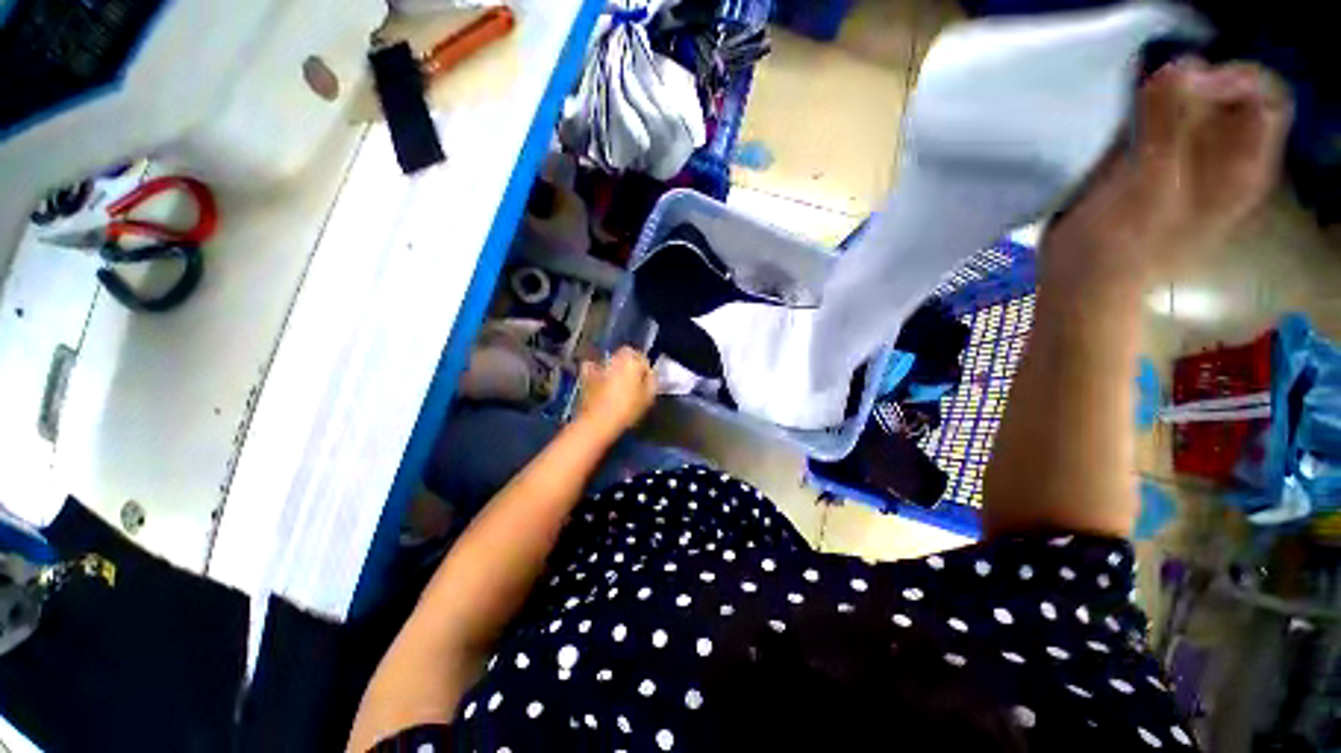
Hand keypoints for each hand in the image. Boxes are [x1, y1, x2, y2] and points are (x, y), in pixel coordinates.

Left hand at [576, 347, 657, 439]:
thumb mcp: (648, 398)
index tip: (646, 382)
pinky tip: (600, 381)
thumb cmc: (627, 409)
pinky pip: (593, 367)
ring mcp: (599, 365)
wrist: (598, 421)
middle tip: (633, 381)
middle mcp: (616, 358)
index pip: (644, 358)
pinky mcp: (586, 375)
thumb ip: (652, 382)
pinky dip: (597, 371)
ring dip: (615, 367)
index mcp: (633, 361)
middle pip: (627, 355)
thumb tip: (650, 375)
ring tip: (618, 383)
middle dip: (630, 364)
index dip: (646, 370)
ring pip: (611, 360)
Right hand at [1043, 59, 1291, 293]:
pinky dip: (1142, 111)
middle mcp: (1223, 157)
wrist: (1083, 283)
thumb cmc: (1122, 245)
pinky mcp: (1153, 166)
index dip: (1229, 77)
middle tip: (1150, 93)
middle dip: (1190, 81)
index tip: (1185, 83)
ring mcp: (1187, 161)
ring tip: (1131, 106)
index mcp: (1241, 164)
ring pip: (1189, 104)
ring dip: (1162, 95)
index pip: (1260, 95)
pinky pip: (1158, 121)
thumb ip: (1170, 124)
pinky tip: (1120, 121)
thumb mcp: (1151, 184)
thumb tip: (1182, 64)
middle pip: (1223, 94)